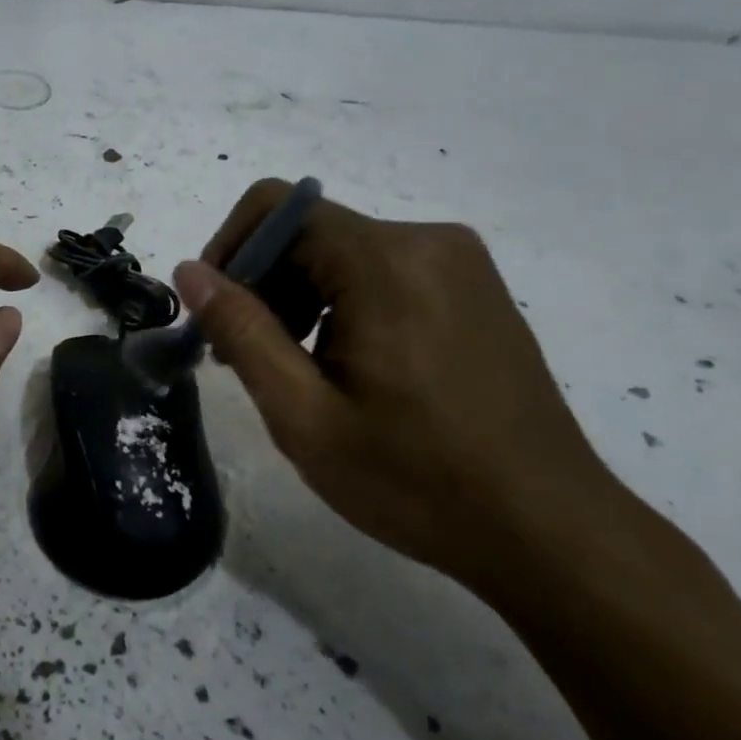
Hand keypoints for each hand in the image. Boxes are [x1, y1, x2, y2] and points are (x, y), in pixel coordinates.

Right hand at [174, 180, 617, 588]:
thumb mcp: (304, 414)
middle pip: (308, 230)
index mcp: (386, 261)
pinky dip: (343, 305)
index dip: (229, 250)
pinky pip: (383, 272)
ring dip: (300, 298)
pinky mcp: (475, 290)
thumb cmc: (416, 479)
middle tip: (247, 358)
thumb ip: (241, 331)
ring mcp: (460, 264)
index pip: (276, 207)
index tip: (216, 314)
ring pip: (343, 253)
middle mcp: (428, 241)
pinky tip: (348, 369)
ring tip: (296, 372)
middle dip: (263, 283)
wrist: (550, 532)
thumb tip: (190, 271)